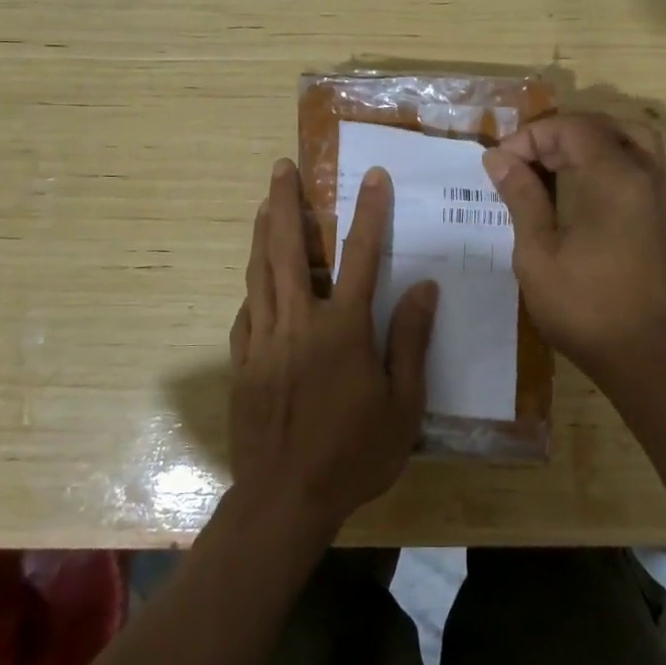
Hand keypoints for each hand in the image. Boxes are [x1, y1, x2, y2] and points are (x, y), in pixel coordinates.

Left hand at [227, 158, 437, 537]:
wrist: (285, 498)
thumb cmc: (354, 454)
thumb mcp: (402, 405)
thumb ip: (410, 341)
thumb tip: (423, 286)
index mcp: (342, 329)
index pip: (360, 256)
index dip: (369, 212)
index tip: (371, 175)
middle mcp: (298, 322)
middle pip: (290, 250)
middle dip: (287, 203)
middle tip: (281, 167)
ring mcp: (264, 340)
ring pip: (260, 272)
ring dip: (263, 233)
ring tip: (265, 203)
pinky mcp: (242, 361)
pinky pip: (246, 311)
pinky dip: (252, 286)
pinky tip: (256, 278)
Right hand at [483, 113, 665, 385]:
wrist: (644, 357)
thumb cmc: (583, 307)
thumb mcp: (538, 252)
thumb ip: (522, 196)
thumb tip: (499, 158)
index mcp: (615, 179)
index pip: (572, 129)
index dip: (531, 137)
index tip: (501, 164)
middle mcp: (645, 176)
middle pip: (602, 127)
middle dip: (558, 134)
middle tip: (524, 159)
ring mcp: (660, 195)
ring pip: (629, 139)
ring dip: (588, 142)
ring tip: (552, 163)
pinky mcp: (664, 215)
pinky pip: (639, 164)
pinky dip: (608, 159)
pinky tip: (580, 186)